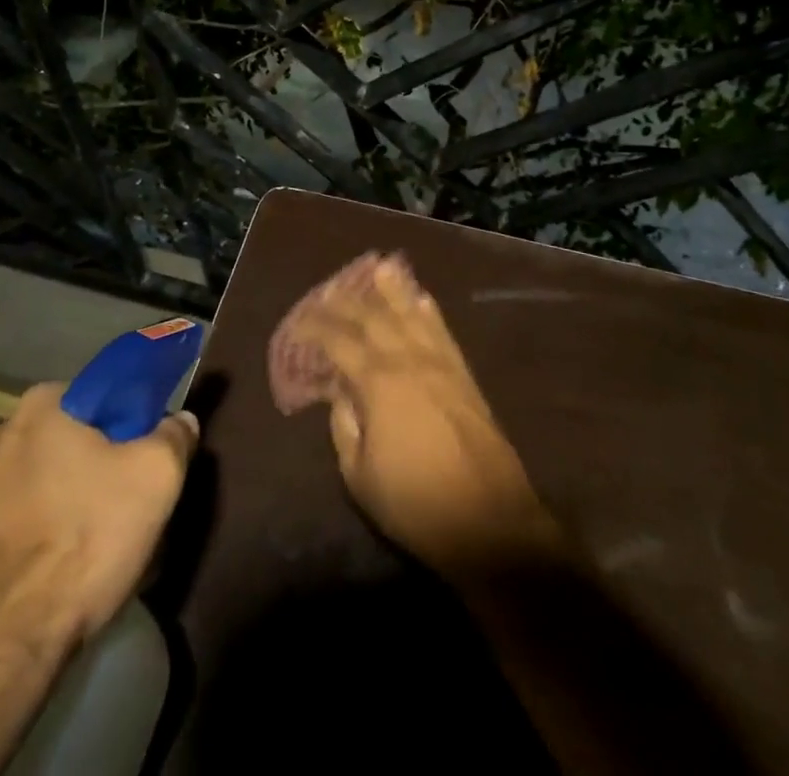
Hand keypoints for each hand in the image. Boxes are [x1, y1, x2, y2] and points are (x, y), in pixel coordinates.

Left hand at [0, 382, 199, 652]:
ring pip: (46, 484)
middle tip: (132, 508)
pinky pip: (18, 524)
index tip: (152, 461)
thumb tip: (179, 421)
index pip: (107, 395)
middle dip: (104, 468)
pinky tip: (60, 576)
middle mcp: (0, 432)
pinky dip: (41, 539)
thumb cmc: (82, 539)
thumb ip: (175, 436)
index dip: (137, 425)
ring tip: (98, 551)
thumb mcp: (157, 477)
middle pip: (76, 441)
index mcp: (44, 402)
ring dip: (72, 505)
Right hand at [279, 251, 560, 577]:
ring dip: (393, 290)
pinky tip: (422, 298)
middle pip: (373, 317)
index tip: (299, 322)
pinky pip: (442, 331)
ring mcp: (440, 363)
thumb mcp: (359, 475)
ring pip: (411, 314)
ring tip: (380, 267)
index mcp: (377, 382)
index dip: (315, 327)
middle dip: (348, 300)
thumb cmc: (415, 503)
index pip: (339, 341)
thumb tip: (342, 393)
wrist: (489, 521)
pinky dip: (429, 311)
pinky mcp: (464, 375)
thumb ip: (344, 425)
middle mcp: (408, 360)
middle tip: (329, 288)